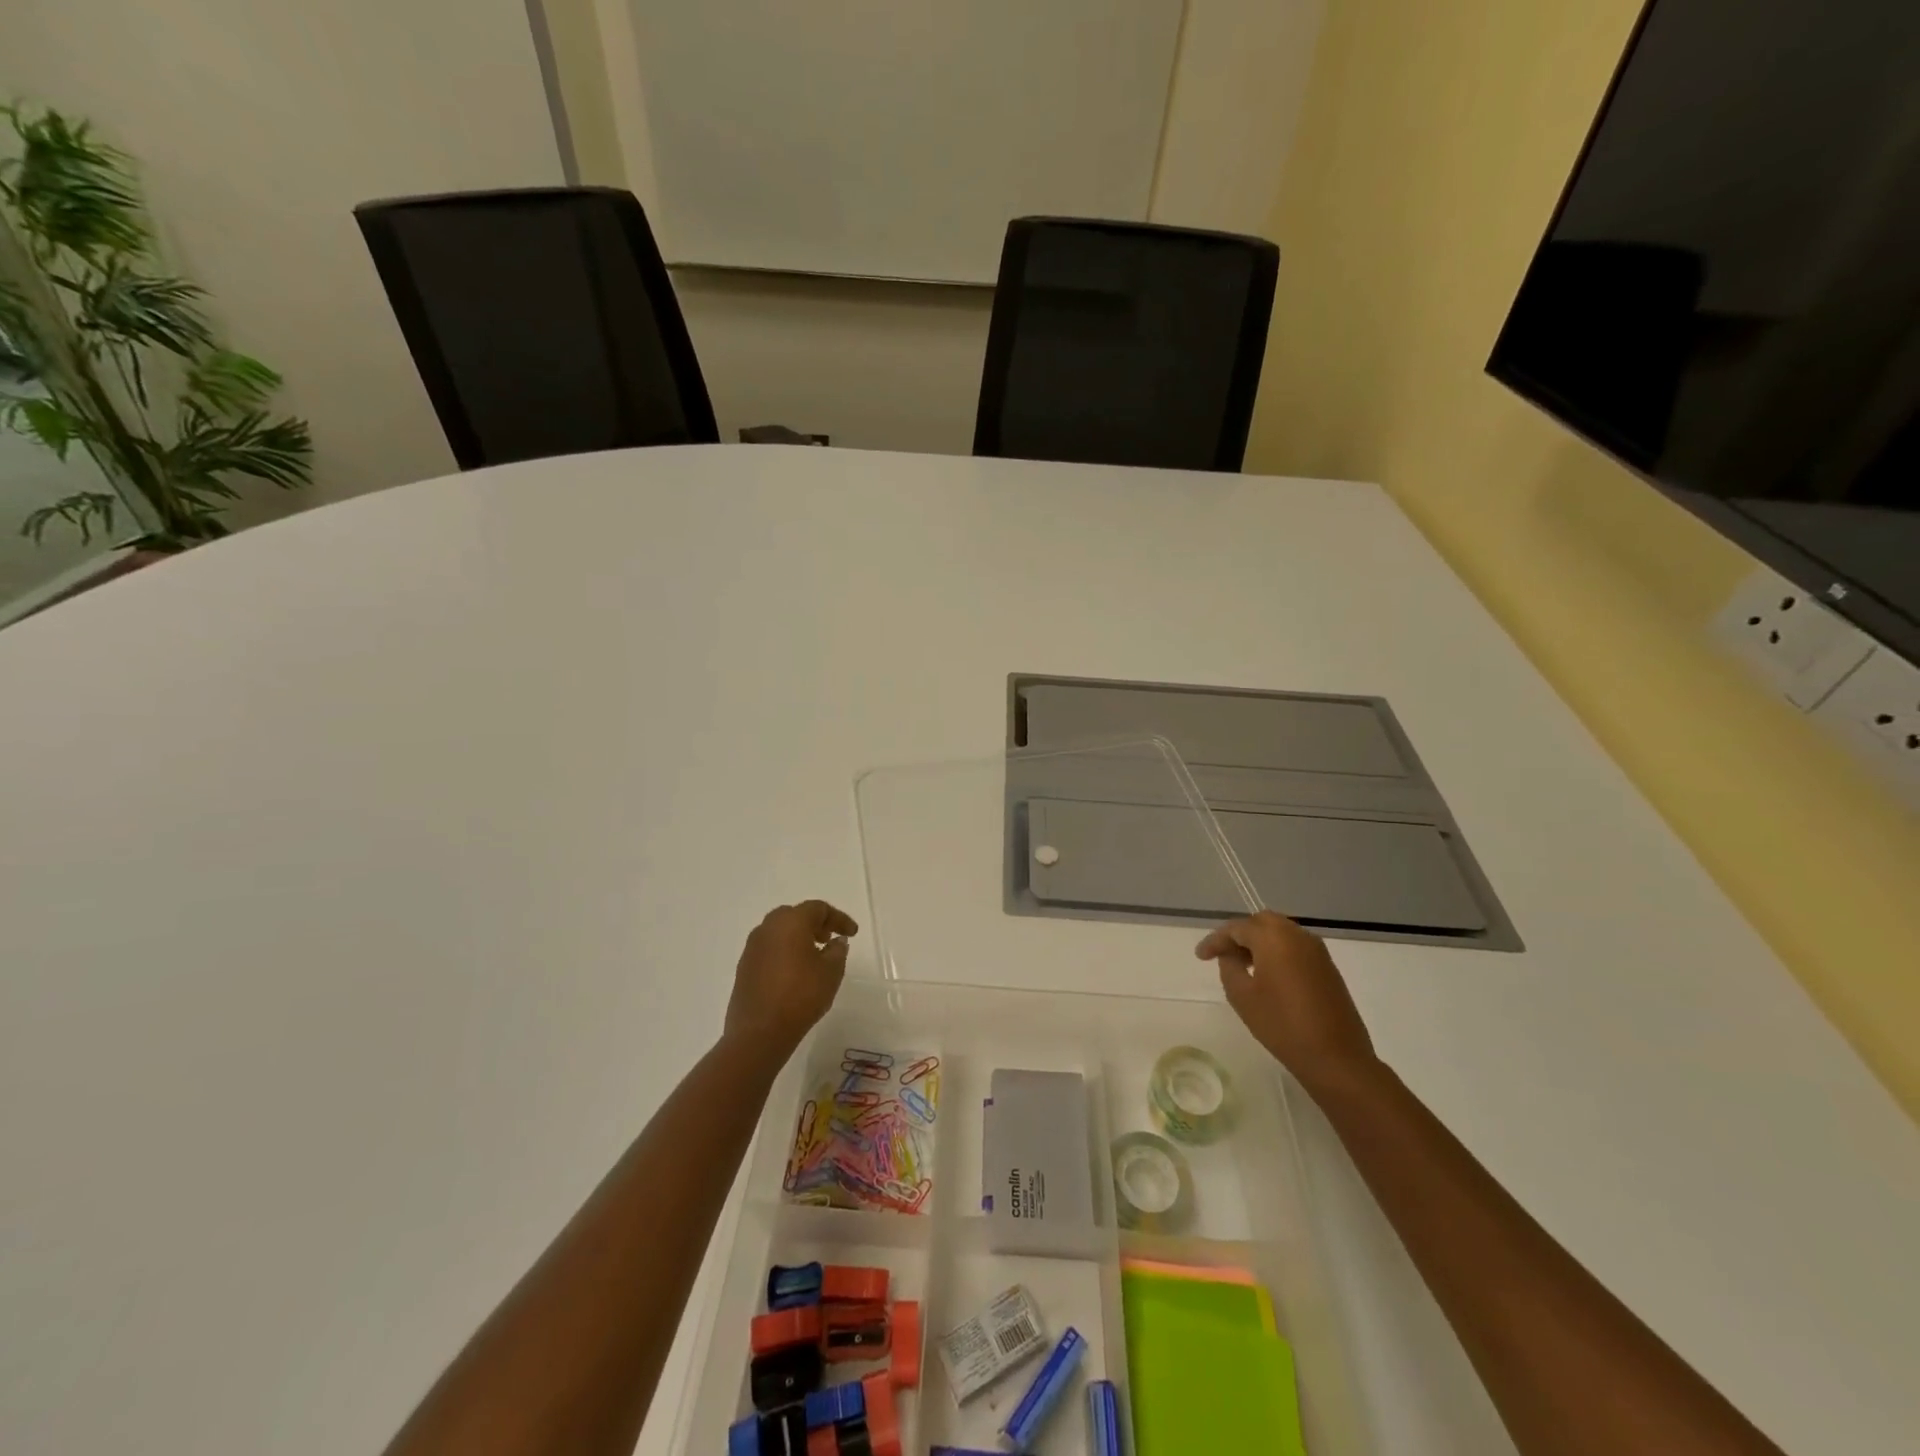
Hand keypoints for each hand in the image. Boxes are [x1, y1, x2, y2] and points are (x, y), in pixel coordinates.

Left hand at [725, 900, 858, 1056]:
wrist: (759, 1032)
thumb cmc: (801, 996)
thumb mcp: (831, 972)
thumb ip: (837, 951)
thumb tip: (836, 941)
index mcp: (790, 922)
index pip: (818, 908)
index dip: (839, 918)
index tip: (853, 933)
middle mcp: (767, 928)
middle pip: (795, 915)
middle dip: (815, 924)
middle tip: (830, 939)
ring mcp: (752, 947)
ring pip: (779, 932)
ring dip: (798, 937)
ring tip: (814, 956)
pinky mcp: (744, 967)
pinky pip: (769, 949)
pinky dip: (784, 952)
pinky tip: (794, 972)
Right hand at [1195, 911, 1379, 1094]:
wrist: (1337, 1058)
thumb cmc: (1282, 1025)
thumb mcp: (1242, 996)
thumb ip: (1229, 966)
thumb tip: (1231, 954)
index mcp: (1274, 937)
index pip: (1236, 928)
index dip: (1215, 940)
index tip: (1200, 956)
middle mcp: (1297, 935)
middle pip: (1261, 922)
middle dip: (1240, 935)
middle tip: (1223, 955)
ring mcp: (1317, 951)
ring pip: (1281, 933)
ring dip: (1260, 943)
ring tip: (1243, 966)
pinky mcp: (1328, 967)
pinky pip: (1295, 947)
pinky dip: (1278, 952)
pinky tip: (1269, 975)